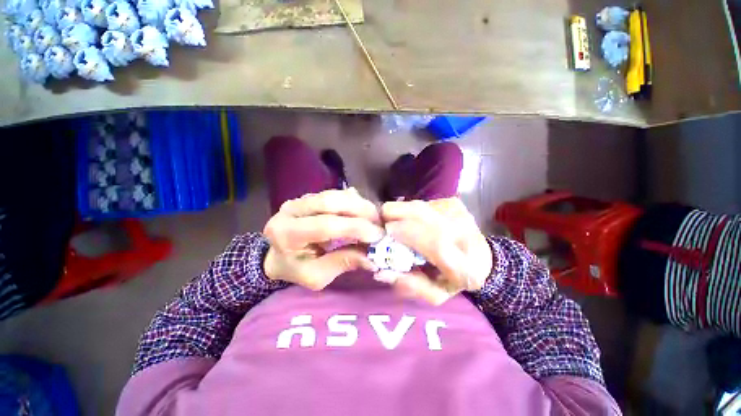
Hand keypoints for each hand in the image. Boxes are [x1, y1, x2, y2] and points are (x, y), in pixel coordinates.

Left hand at [263, 188, 383, 289]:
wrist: (277, 255)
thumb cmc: (295, 269)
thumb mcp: (316, 276)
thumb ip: (342, 264)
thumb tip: (372, 258)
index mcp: (286, 233)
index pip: (325, 225)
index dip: (355, 227)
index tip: (377, 235)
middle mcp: (291, 209)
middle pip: (331, 201)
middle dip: (361, 210)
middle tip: (379, 223)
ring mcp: (300, 199)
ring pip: (336, 194)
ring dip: (360, 204)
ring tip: (375, 218)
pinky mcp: (311, 196)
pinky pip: (336, 193)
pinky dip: (354, 201)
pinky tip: (364, 212)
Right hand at [378, 198, 492, 304]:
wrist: (484, 258)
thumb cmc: (457, 280)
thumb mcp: (436, 295)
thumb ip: (409, 285)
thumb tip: (381, 271)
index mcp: (463, 262)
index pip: (433, 241)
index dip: (404, 233)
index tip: (383, 235)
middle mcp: (461, 230)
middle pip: (418, 212)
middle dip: (392, 218)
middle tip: (386, 231)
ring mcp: (456, 211)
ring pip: (414, 204)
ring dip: (400, 215)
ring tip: (400, 228)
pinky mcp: (451, 201)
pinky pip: (419, 203)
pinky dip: (410, 213)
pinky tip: (415, 224)